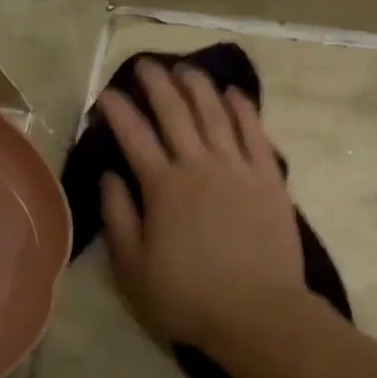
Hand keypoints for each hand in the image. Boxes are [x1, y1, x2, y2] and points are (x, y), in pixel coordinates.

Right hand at [97, 62, 306, 352]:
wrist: (258, 312)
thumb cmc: (188, 297)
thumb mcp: (134, 268)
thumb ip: (118, 217)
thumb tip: (109, 175)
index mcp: (163, 187)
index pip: (134, 136)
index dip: (118, 112)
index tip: (106, 94)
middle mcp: (200, 165)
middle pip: (175, 113)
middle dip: (157, 85)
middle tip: (146, 65)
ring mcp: (238, 168)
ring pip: (216, 114)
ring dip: (199, 87)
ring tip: (186, 68)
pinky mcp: (270, 177)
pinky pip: (256, 133)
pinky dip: (243, 109)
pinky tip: (234, 93)